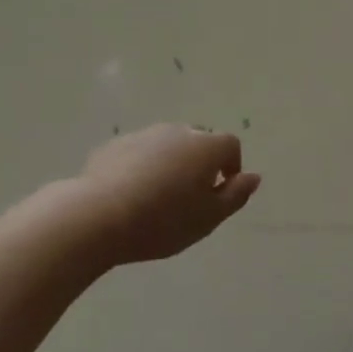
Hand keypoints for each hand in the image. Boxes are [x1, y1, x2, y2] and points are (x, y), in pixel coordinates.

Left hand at [75, 124, 260, 265]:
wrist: (99, 215)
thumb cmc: (163, 221)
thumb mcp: (208, 218)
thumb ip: (235, 195)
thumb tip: (253, 177)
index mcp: (205, 146)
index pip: (230, 145)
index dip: (231, 167)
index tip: (220, 193)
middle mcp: (178, 131)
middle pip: (198, 141)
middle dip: (200, 163)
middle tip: (189, 198)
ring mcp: (145, 134)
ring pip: (167, 145)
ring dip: (171, 163)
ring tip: (158, 198)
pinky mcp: (116, 144)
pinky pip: (140, 152)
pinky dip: (143, 166)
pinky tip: (131, 194)